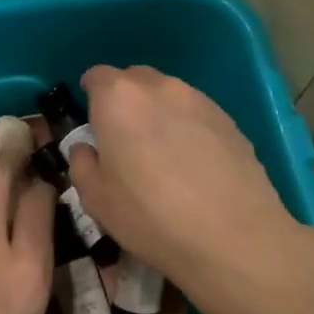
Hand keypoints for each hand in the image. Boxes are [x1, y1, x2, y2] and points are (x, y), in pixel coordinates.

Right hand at [68, 66, 313, 313]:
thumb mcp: (95, 198)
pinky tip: (192, 167)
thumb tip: (87, 149)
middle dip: (124, 101)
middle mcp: (160, 88)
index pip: (96, 76)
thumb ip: (81, 163)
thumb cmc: (149, 216)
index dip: (90, 97)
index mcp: (119, 98)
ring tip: (160, 156)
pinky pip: (196, 115)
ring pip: (168, 96)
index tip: (91, 124)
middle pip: (134, 80)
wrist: (232, 237)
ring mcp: (200, 101)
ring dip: (157, 115)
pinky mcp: (230, 121)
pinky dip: (187, 130)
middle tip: (123, 141)